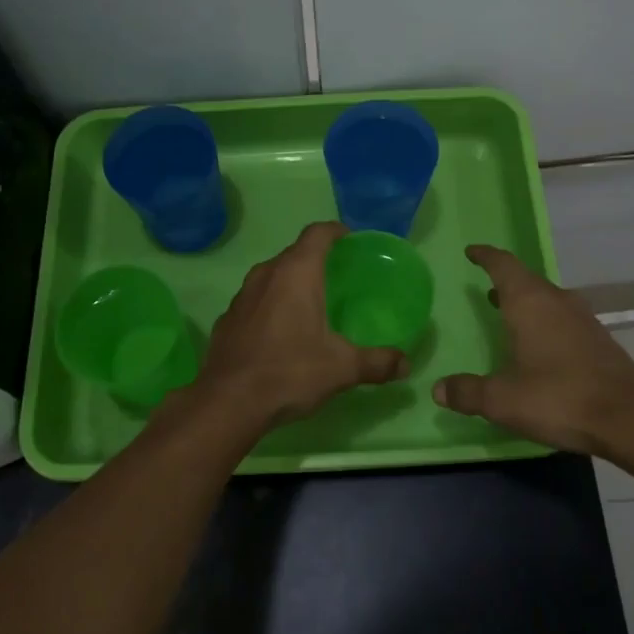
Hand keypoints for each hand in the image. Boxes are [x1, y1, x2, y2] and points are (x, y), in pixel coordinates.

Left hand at [192, 221, 408, 430]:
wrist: (229, 402)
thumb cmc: (290, 372)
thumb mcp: (342, 368)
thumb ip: (377, 362)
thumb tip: (406, 364)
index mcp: (297, 273)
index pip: (318, 234)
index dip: (336, 232)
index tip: (350, 240)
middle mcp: (266, 274)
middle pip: (294, 254)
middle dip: (316, 259)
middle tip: (338, 276)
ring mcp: (242, 296)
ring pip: (271, 277)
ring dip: (290, 283)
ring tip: (310, 303)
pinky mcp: (227, 319)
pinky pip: (254, 301)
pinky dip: (270, 306)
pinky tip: (279, 333)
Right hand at [433, 244, 633, 457]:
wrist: (629, 419)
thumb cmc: (558, 398)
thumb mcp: (503, 400)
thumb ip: (468, 392)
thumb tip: (438, 389)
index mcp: (529, 303)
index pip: (503, 265)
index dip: (486, 256)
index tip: (471, 252)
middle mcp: (556, 301)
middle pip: (526, 279)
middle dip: (504, 281)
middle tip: (486, 288)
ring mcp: (582, 318)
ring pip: (547, 297)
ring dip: (526, 301)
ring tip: (508, 312)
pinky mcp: (599, 338)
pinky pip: (563, 316)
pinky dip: (545, 319)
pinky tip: (540, 343)